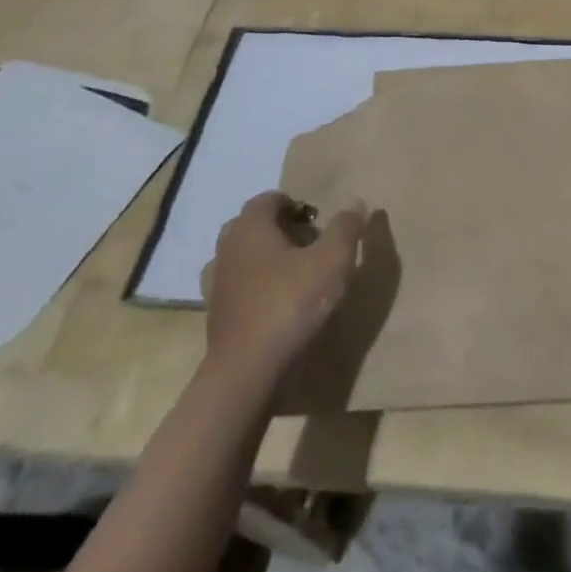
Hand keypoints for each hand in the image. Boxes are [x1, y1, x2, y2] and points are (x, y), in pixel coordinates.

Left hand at [200, 191, 367, 374]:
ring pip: (241, 257)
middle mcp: (226, 248)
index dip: (295, 204)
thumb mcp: (332, 261)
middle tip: (307, 245)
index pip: (268, 199)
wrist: (248, 372)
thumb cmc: (290, 304)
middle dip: (277, 229)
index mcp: (250, 227)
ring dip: (263, 259)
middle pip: (251, 225)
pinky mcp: (215, 316)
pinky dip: (253, 289)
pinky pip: (236, 289)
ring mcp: (216, 284)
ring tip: (292, 274)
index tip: (317, 223)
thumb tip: (355, 201)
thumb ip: (345, 228)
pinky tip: (275, 304)